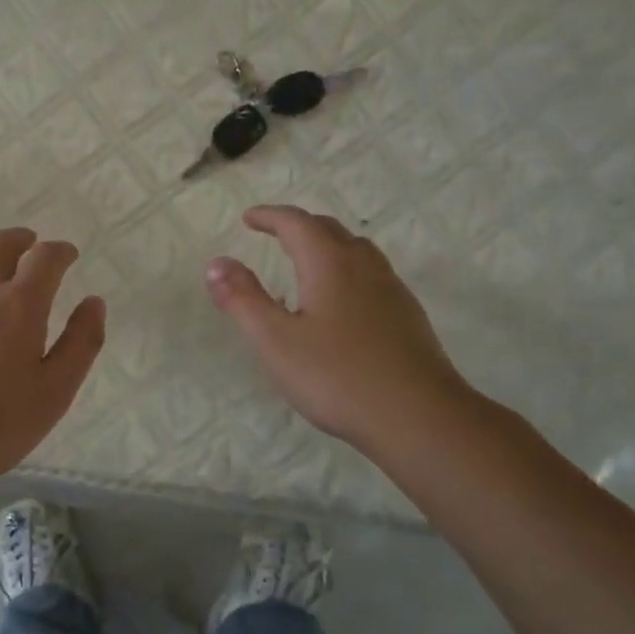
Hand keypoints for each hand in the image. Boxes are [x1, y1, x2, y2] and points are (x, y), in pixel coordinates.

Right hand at [205, 205, 470, 448]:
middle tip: (275, 234)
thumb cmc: (336, 377)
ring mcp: (392, 291)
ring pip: (357, 252)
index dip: (270, 217)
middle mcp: (364, 267)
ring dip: (327, 246)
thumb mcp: (275, 341)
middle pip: (330, 231)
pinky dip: (347, 273)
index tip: (248, 218)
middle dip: (299, 227)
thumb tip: (217, 262)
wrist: (417, 416)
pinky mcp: (407, 317)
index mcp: (330, 264)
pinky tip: (340, 305)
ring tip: (306, 264)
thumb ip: (243, 300)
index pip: (297, 224)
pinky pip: (372, 277)